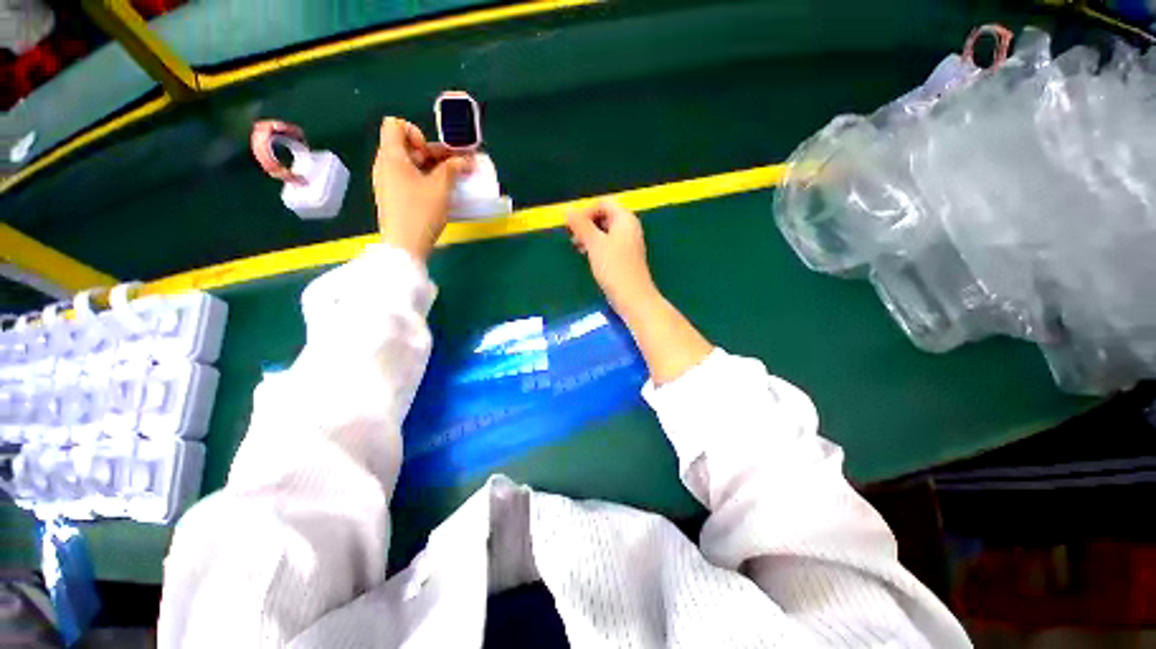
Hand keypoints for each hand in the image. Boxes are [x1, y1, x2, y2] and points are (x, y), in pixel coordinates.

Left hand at [372, 117, 472, 261]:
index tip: (430, 154)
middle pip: (406, 145)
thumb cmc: (420, 212)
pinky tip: (439, 193)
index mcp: (391, 156)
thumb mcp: (440, 188)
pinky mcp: (392, 197)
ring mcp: (387, 182)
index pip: (395, 125)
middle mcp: (384, 165)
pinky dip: (423, 180)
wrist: (404, 246)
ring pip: (408, 164)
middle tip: (453, 167)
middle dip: (432, 153)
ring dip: (430, 167)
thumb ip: (452, 169)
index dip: (416, 132)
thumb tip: (464, 160)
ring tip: (450, 180)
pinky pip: (407, 179)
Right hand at [568, 200, 712, 383]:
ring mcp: (628, 243)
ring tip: (577, 247)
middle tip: (572, 237)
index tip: (572, 226)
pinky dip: (597, 246)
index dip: (586, 211)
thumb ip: (581, 226)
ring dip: (589, 236)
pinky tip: (588, 256)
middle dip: (586, 224)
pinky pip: (609, 244)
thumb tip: (567, 211)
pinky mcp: (625, 257)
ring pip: (605, 231)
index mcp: (625, 219)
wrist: (632, 297)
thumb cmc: (614, 267)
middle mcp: (629, 227)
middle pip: (604, 216)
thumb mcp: (595, 244)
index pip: (603, 203)